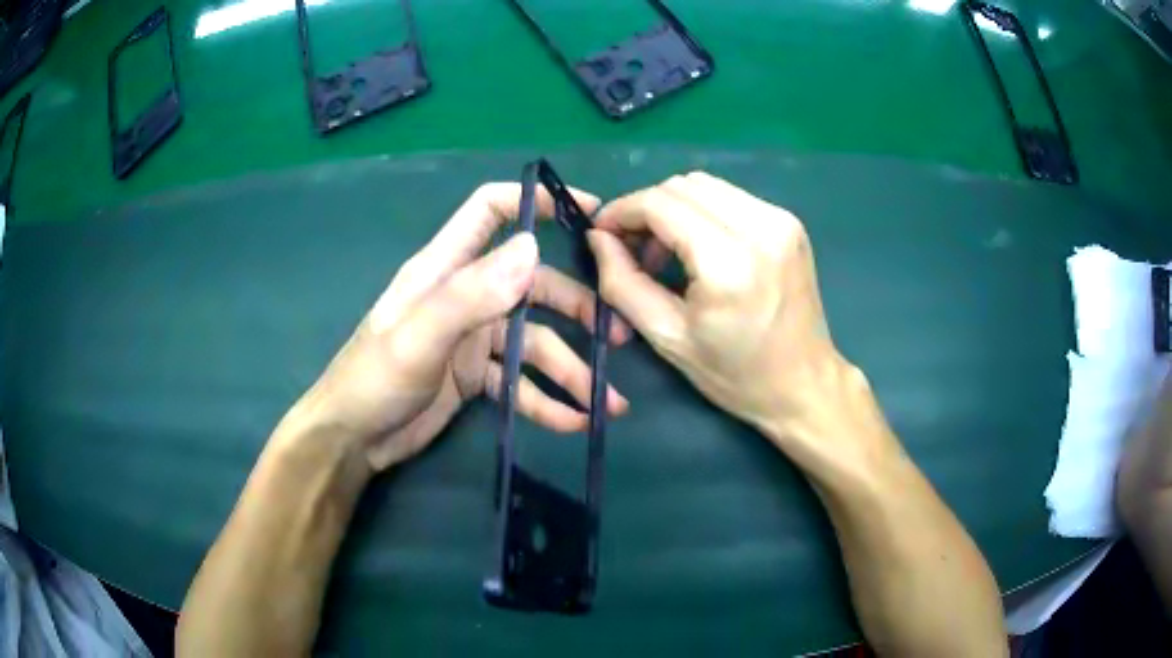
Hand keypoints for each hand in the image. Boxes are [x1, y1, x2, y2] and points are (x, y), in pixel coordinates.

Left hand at [285, 183, 628, 471]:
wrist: (352, 440)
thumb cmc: (373, 381)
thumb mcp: (418, 336)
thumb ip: (471, 293)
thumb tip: (532, 247)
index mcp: (444, 269)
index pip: (490, 211)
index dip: (535, 202)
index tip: (589, 213)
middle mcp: (464, 295)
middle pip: (531, 286)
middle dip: (576, 309)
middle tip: (618, 336)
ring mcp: (472, 338)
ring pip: (534, 343)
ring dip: (570, 371)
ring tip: (605, 404)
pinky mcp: (475, 377)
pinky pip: (520, 383)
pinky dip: (547, 401)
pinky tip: (573, 422)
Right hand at [587, 172, 898, 481]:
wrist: (803, 384)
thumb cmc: (735, 374)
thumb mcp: (667, 337)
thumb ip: (623, 283)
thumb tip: (597, 237)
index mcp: (728, 263)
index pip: (660, 204)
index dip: (622, 211)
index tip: (602, 232)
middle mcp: (760, 228)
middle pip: (681, 185)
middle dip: (646, 208)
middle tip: (633, 248)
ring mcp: (780, 220)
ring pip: (705, 185)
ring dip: (674, 208)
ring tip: (666, 251)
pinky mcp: (790, 222)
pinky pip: (730, 197)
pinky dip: (702, 212)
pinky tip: (699, 248)